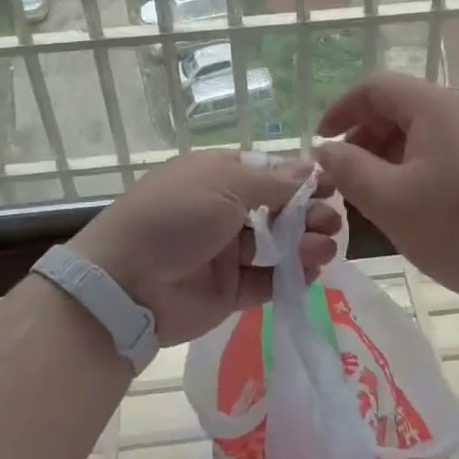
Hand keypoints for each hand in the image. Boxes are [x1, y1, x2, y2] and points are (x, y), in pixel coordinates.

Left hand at [72, 151, 342, 345]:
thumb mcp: (224, 184)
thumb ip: (273, 182)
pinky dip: (290, 275)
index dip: (300, 179)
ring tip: (324, 248)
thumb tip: (311, 168)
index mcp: (218, 175)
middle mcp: (224, 210)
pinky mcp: (228, 290)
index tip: (332, 185)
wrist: (126, 282)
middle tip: (331, 222)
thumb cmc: (175, 215)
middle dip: (307, 213)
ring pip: (276, 245)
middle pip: (277, 209)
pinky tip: (311, 272)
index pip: (269, 173)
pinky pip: (267, 280)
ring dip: (304, 243)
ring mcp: (226, 251)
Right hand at [315, 73, 458, 315]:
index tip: (320, 142)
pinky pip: (442, 156)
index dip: (341, 108)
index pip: (375, 87)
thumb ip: (349, 170)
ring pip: (420, 136)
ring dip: (387, 160)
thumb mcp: (391, 201)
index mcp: (432, 106)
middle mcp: (458, 112)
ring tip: (373, 200)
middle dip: (362, 139)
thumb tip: (325, 149)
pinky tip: (413, 211)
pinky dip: (415, 173)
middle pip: (398, 109)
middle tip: (343, 179)